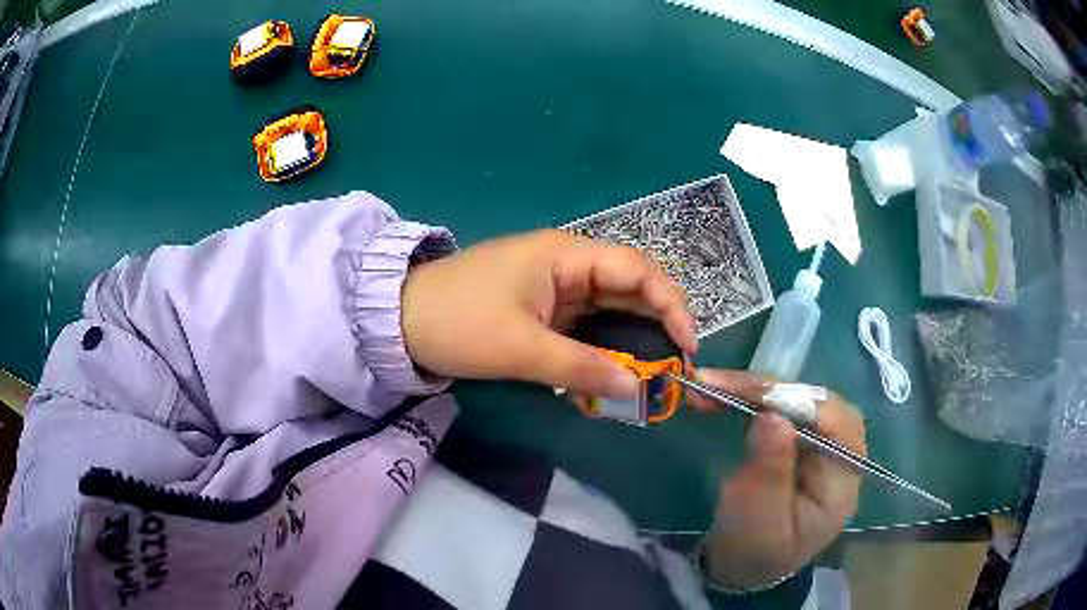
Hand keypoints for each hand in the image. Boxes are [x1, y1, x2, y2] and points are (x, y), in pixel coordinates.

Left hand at [401, 229, 696, 397]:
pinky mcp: (540, 309)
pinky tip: (612, 373)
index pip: (637, 270)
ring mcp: (552, 287)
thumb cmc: (459, 322)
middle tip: (676, 366)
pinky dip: (601, 348)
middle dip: (656, 324)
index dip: (671, 303)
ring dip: (630, 339)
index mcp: (566, 255)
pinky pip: (583, 325)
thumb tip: (635, 390)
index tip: (687, 345)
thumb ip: (581, 368)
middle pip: (628, 288)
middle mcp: (566, 264)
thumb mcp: (520, 348)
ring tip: (652, 374)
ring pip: (607, 309)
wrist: (398, 321)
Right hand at [690, 369, 864, 588]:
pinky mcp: (803, 441)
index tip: (749, 395)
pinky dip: (752, 400)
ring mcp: (823, 444)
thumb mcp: (758, 518)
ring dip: (754, 390)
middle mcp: (842, 454)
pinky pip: (783, 408)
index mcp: (843, 479)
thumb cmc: (753, 550)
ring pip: (798, 399)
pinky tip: (724, 395)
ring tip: (710, 385)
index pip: (834, 423)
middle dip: (768, 390)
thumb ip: (770, 469)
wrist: (745, 568)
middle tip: (716, 384)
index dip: (795, 402)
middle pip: (816, 402)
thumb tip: (773, 415)